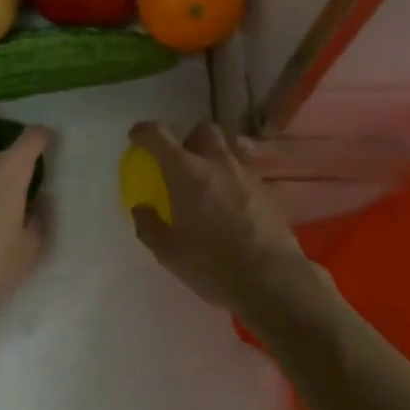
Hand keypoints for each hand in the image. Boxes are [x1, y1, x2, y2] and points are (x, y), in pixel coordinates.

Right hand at [126, 121, 331, 333]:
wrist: (273, 280)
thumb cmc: (212, 265)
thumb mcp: (169, 253)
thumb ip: (149, 226)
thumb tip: (141, 208)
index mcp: (186, 172)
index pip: (159, 136)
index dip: (144, 132)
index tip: (136, 137)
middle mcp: (217, 163)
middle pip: (203, 129)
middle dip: (189, 137)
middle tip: (181, 160)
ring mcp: (247, 174)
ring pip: (230, 145)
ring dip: (216, 152)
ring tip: (210, 176)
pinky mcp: (269, 190)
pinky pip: (247, 169)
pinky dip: (235, 175)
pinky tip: (233, 199)